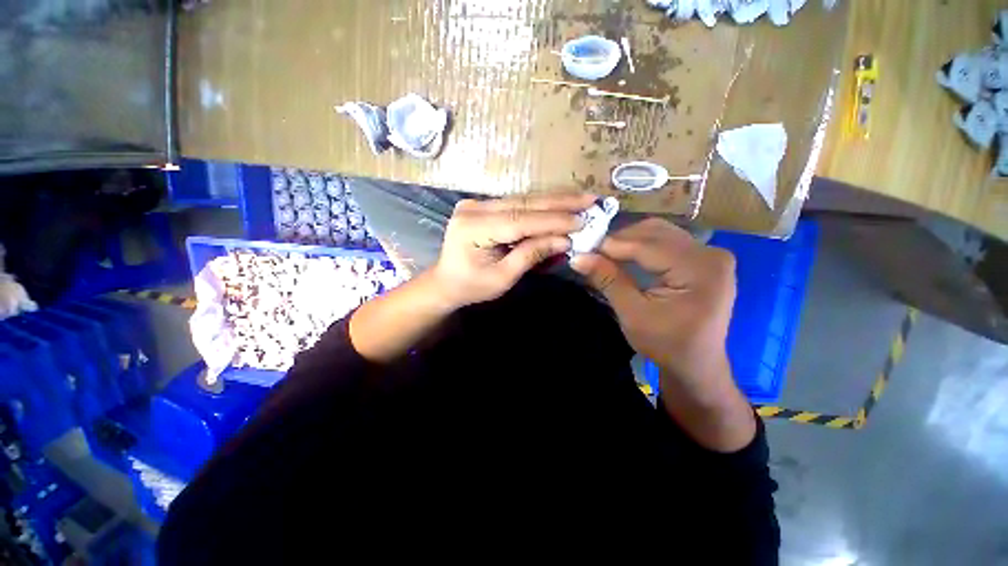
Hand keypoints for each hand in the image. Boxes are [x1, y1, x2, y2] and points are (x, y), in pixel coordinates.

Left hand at [431, 193, 595, 308]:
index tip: (582, 220)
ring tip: (581, 199)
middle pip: (523, 203)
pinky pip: (517, 203)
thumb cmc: (471, 287)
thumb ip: (531, 255)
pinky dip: (540, 206)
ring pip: (522, 199)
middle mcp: (473, 208)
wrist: (445, 282)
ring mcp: (476, 203)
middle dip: (559, 203)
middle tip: (590, 200)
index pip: (520, 220)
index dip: (552, 220)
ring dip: (553, 200)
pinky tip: (560, 202)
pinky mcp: (483, 205)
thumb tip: (563, 241)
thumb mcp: (502, 278)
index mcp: (473, 228)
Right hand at [570, 217, 734, 385]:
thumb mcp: (632, 313)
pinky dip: (642, 245)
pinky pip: (667, 241)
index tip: (582, 247)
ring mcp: (710, 254)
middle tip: (592, 250)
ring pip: (660, 233)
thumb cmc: (666, 344)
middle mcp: (710, 254)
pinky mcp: (704, 259)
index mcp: (700, 269)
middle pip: (656, 232)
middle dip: (619, 239)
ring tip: (604, 252)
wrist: (696, 365)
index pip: (647, 245)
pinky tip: (624, 253)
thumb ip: (608, 280)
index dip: (612, 244)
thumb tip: (577, 257)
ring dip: (629, 239)